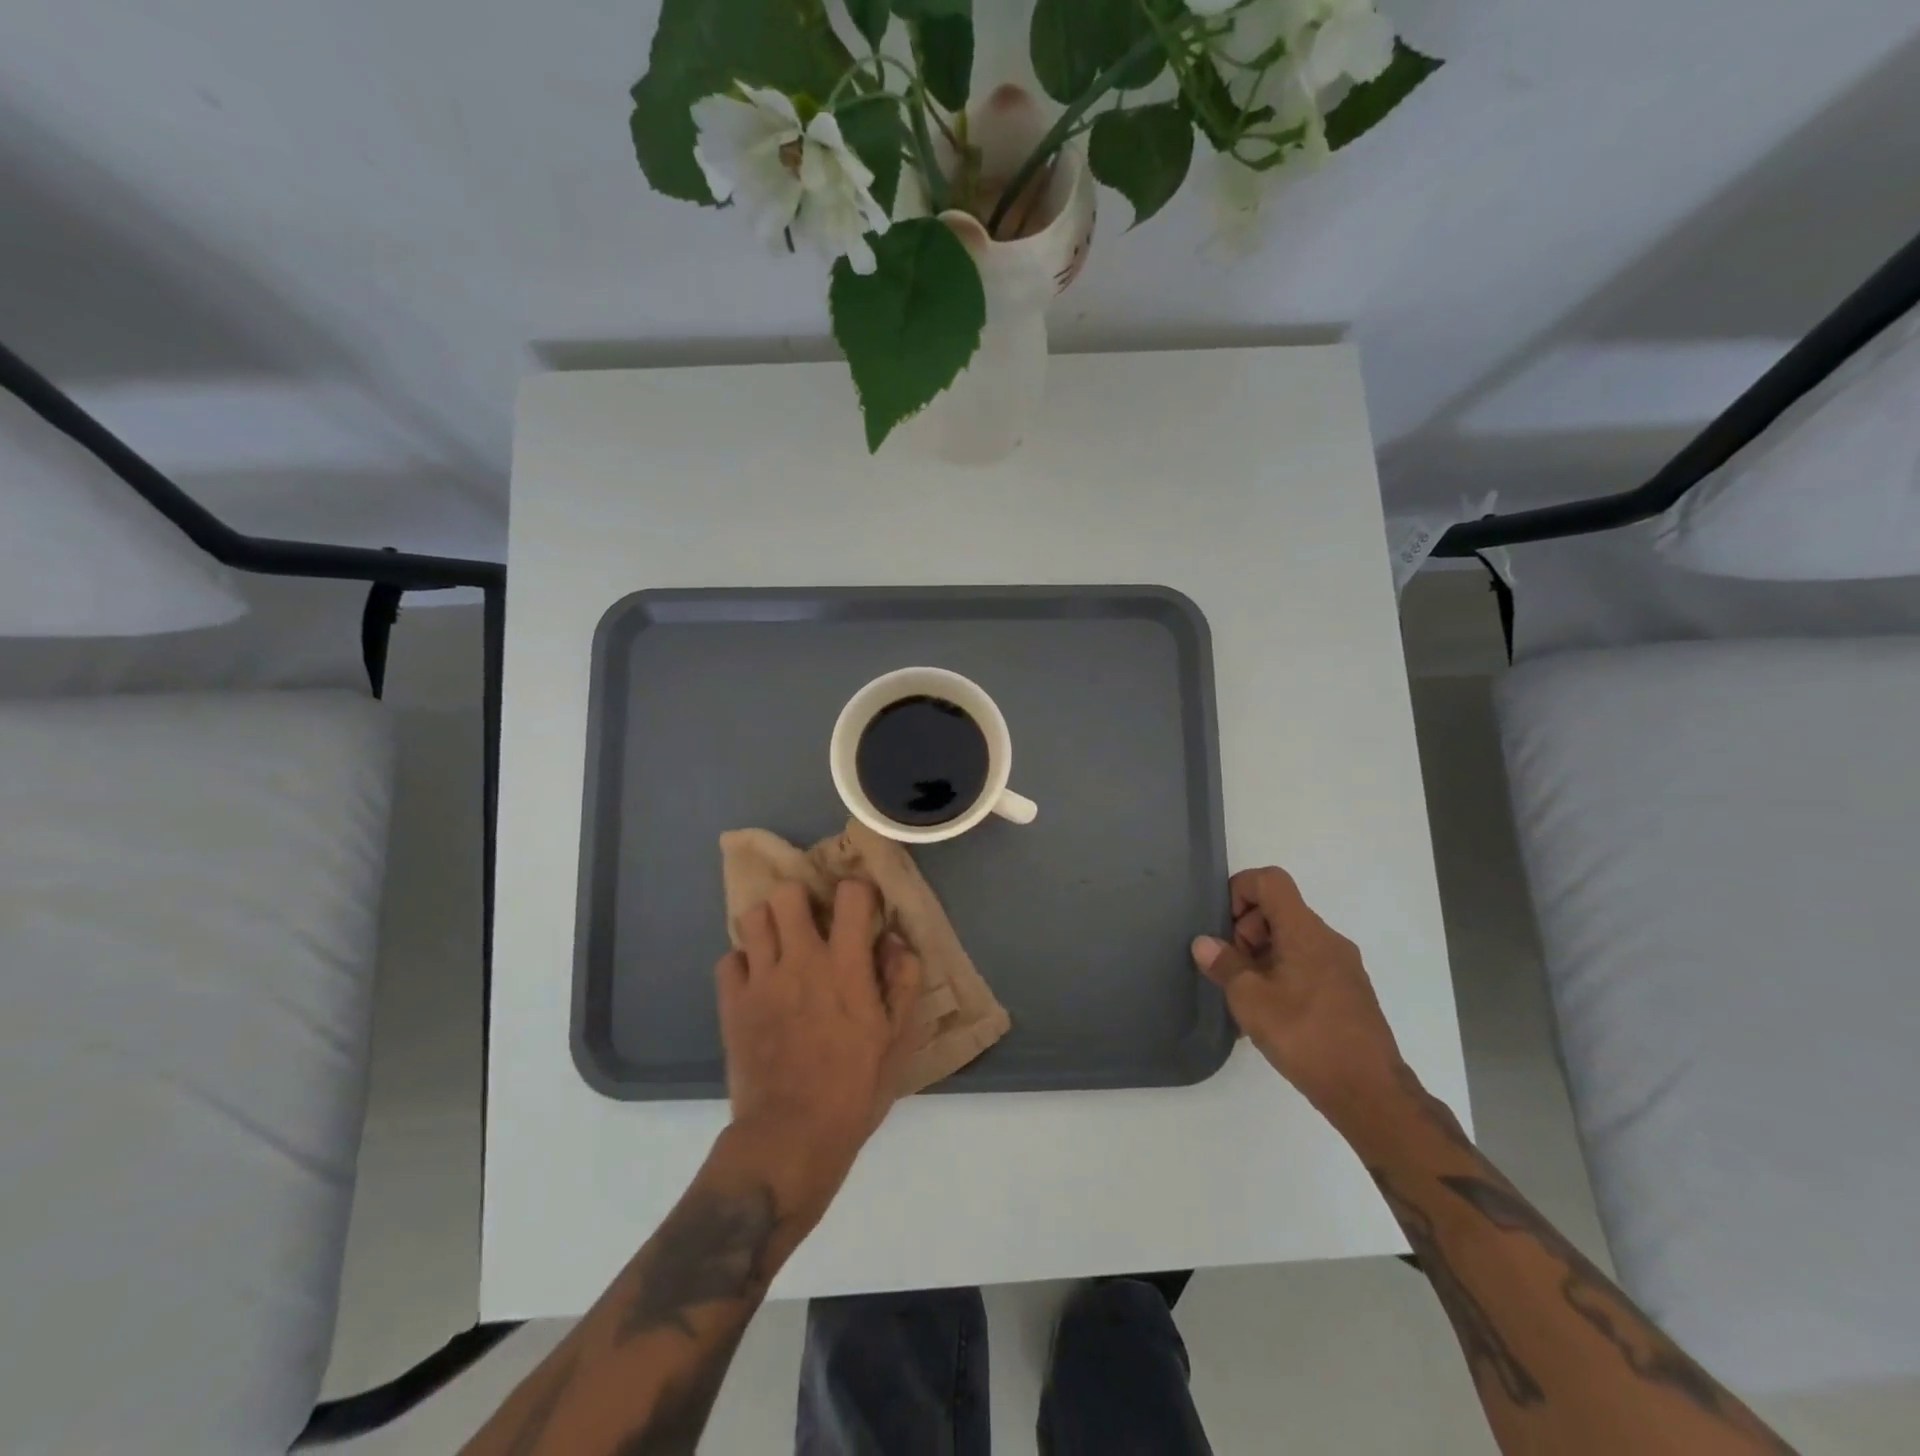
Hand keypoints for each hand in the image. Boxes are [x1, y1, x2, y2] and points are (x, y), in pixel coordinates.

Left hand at [715, 879, 922, 1221]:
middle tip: (811, 923)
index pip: (850, 895)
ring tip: (781, 945)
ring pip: (754, 917)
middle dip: (802, 900)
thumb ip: (903, 982)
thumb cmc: (854, 1088)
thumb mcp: (897, 1039)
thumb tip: (894, 941)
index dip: (857, 892)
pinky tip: (757, 980)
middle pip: (788, 894)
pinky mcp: (732, 1003)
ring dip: (770, 924)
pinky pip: (730, 959)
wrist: (791, 1136)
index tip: (860, 907)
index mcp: (846, 966)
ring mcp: (761, 979)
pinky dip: (743, 963)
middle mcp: (801, 960)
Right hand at [1191, 866, 1404, 1118]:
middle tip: (1231, 970)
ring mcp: (1342, 966)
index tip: (1224, 929)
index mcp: (1306, 931)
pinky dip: (1280, 975)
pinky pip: (1305, 965)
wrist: (1371, 1093)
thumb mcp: (1251, 1000)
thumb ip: (1224, 965)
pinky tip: (1269, 1014)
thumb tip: (1204, 944)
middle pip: (1278, 910)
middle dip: (1245, 931)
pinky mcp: (1348, 992)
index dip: (1239, 891)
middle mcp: (1328, 940)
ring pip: (1291, 940)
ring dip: (1261, 957)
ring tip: (1245, 997)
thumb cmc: (1306, 1037)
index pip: (1270, 880)